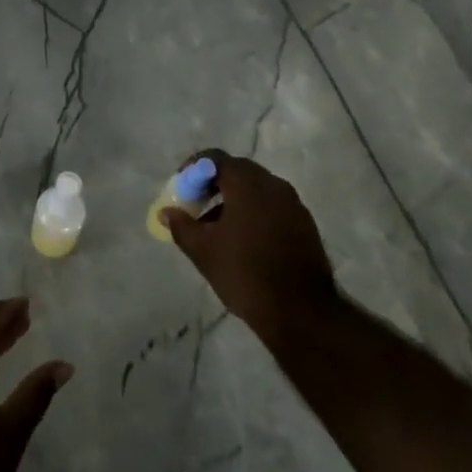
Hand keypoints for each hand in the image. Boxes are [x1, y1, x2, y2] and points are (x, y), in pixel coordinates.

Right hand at [162, 150, 338, 345]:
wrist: (301, 312)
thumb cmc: (245, 273)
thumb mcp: (203, 251)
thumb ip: (181, 225)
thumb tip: (166, 211)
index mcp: (248, 184)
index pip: (215, 158)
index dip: (193, 169)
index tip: (181, 188)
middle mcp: (274, 185)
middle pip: (237, 171)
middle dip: (213, 184)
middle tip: (196, 206)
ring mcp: (294, 204)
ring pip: (256, 189)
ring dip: (233, 199)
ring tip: (216, 228)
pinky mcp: (305, 224)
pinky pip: (272, 206)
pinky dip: (254, 212)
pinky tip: (243, 241)